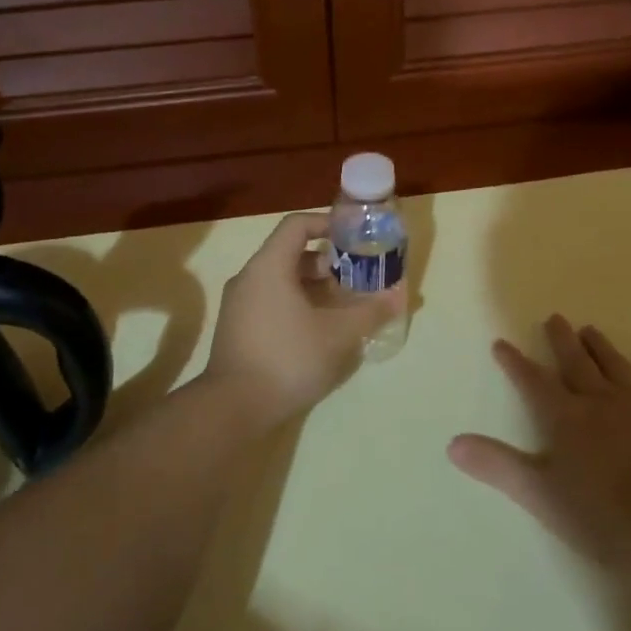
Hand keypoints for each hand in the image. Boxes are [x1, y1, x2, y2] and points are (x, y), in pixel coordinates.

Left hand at [203, 212, 405, 428]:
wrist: (233, 407)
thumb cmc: (288, 358)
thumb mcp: (338, 334)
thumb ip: (369, 311)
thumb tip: (397, 298)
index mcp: (269, 266)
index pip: (297, 225)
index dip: (327, 224)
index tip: (354, 238)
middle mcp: (249, 277)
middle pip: (291, 254)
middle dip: (327, 263)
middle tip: (356, 279)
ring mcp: (239, 304)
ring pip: (281, 280)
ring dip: (314, 287)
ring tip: (343, 307)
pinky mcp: (237, 328)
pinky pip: (271, 301)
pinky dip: (297, 304)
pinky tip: (319, 330)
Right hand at [448, 315, 630, 565]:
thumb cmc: (599, 515)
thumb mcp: (538, 494)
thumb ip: (497, 465)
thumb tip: (452, 444)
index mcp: (565, 418)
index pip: (533, 382)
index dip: (515, 363)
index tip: (502, 343)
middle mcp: (600, 403)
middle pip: (576, 364)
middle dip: (562, 341)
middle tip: (555, 318)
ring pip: (616, 367)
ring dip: (601, 348)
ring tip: (591, 330)